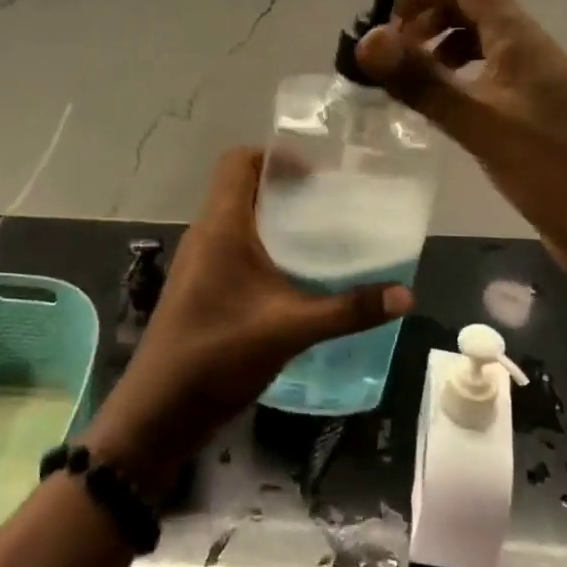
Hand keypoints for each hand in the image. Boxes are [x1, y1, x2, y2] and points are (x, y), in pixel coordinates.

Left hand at [84, 148, 411, 493]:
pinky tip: (293, 273)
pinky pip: (233, 246)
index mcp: (220, 226)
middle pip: (240, 186)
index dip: (274, 156)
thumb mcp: (290, 328)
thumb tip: (406, 294)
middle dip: (283, 186)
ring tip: (318, 232)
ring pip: (237, 217)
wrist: (160, 409)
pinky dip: (262, 244)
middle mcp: (206, 233)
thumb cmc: (219, 353)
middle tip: (328, 200)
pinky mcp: (200, 285)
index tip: (315, 173)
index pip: (238, 161)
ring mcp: (199, 261)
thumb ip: (348, 310)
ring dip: (273, 217)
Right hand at [354, 0, 566, 275]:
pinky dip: (451, 86)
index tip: (389, 26)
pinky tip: (433, 115)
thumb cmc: (558, 167)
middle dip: (423, 21)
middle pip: (468, 8)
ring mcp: (527, 86)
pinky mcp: (526, 119)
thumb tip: (366, 41)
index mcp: (519, 37)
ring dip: (434, 54)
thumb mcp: (482, 123)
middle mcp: (524, 51)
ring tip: (403, 86)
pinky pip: (480, 83)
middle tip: (388, 60)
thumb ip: (423, 82)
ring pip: (474, 47)